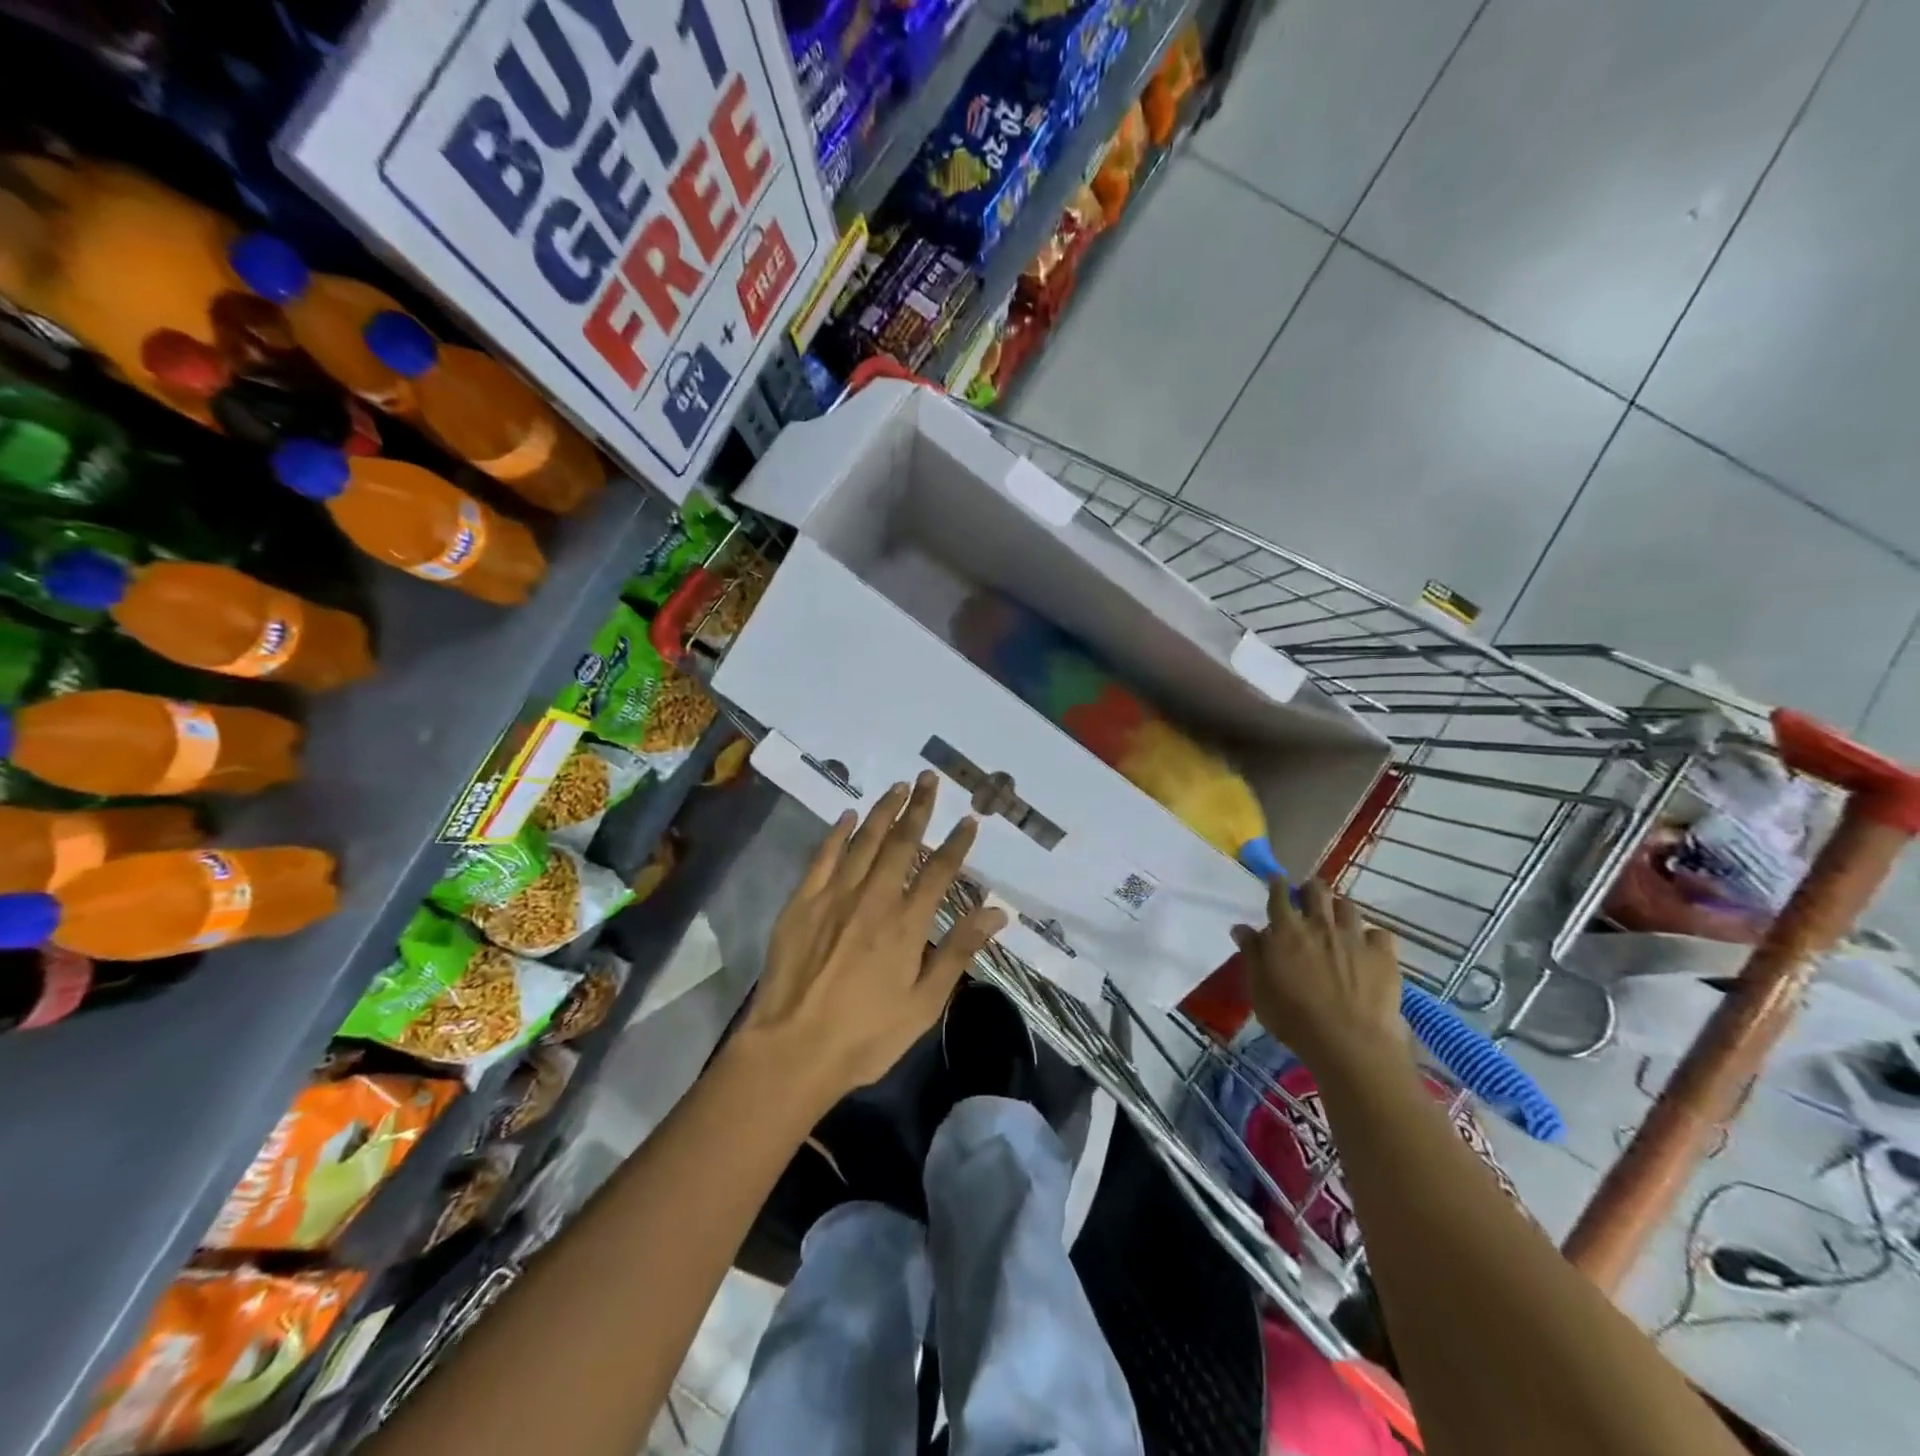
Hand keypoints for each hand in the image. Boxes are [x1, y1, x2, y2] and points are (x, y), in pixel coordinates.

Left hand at [741, 772, 1007, 1106]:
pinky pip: (823, 857)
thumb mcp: (924, 1004)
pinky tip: (848, 815)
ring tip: (898, 786)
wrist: (792, 1049)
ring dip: (884, 811)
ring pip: (864, 842)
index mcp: (906, 924)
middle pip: (902, 844)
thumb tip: (996, 912)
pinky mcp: (802, 902)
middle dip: (919, 809)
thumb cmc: (865, 1035)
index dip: (956, 844)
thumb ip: (958, 952)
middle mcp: (873, 899)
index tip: (969, 819)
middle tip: (929, 780)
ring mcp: (834, 897)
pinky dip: (838, 833)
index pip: (939, 872)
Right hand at [1233, 879, 1409, 1079]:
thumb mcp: (1259, 989)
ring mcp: (1354, 937)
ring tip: (1338, 919)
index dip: (1277, 884)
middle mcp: (1320, 925)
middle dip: (1311, 889)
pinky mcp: (1383, 955)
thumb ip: (1251, 954)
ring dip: (1339, 908)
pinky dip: (1372, 936)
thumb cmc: (1293, 1018)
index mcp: (1286, 931)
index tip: (1276, 880)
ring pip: (1348, 906)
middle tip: (1309, 897)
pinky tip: (1368, 947)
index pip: (1279, 895)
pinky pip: (1379, 933)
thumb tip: (1241, 928)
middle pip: (1317, 891)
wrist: (1350, 1043)